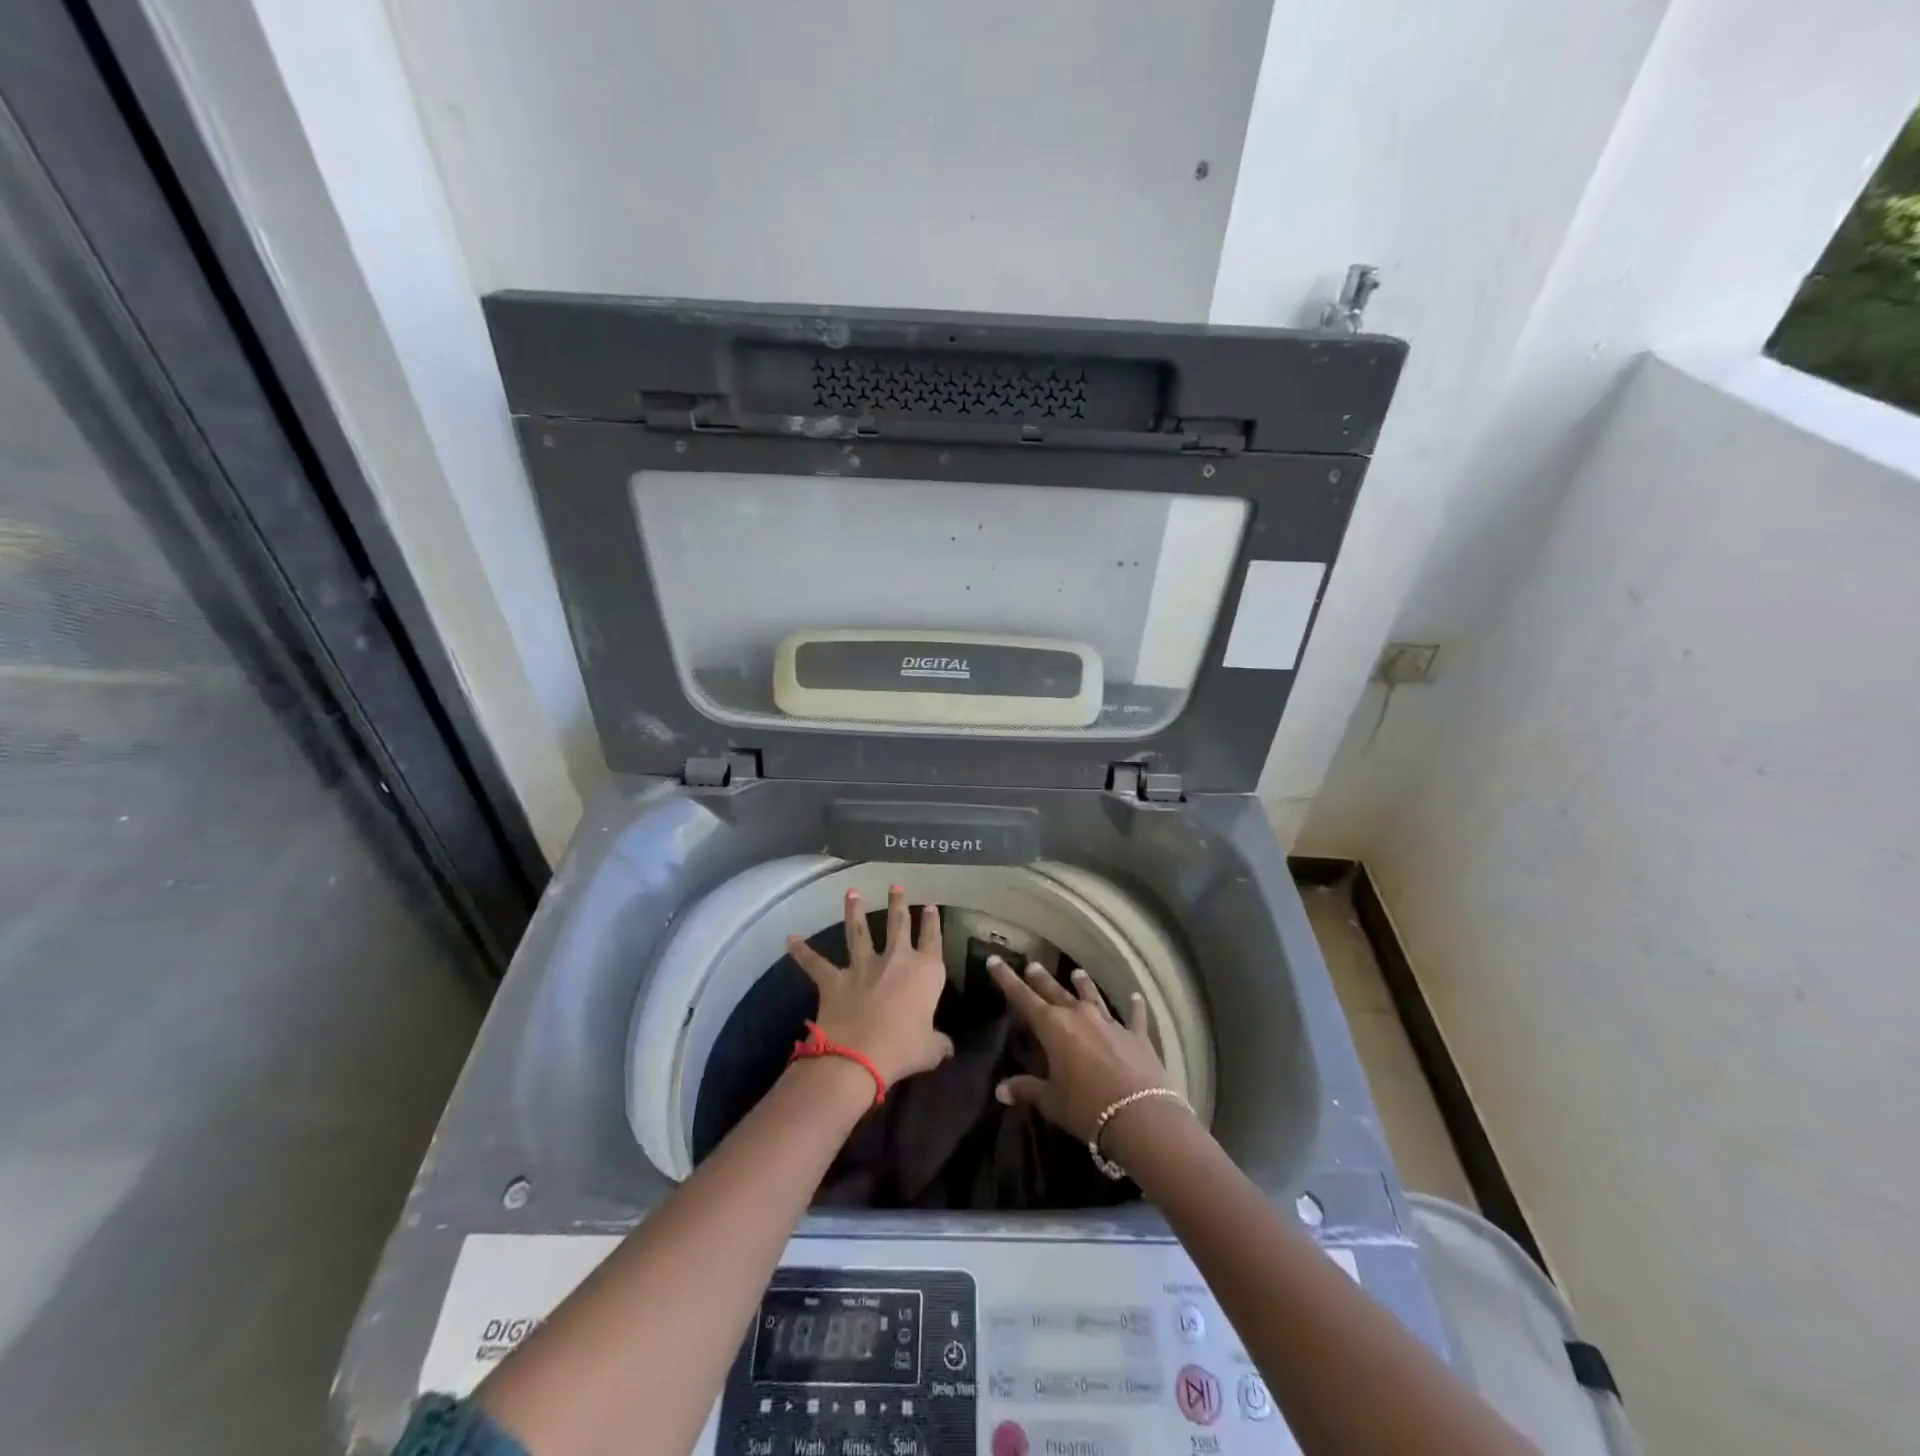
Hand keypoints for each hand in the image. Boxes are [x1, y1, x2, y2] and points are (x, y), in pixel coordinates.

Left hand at [787, 887, 954, 1086]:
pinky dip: (801, 951)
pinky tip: (790, 939)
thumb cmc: (903, 1049)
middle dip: (898, 904)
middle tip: (896, 886)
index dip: (933, 922)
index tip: (931, 906)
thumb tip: (948, 1048)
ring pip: (858, 931)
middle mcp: (895, 960)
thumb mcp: (929, 1049)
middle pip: (898, 925)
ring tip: (852, 892)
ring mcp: (862, 966)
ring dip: (854, 911)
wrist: (859, 1056)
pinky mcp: (835, 979)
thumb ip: (939, 1044)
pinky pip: (815, 963)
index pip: (932, 939)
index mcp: (925, 972)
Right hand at [988, 958, 1175, 1141]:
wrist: (1140, 1115)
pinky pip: (1134, 1016)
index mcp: (1053, 1027)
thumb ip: (1026, 1090)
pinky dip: (1134, 1006)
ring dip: (1083, 984)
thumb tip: (1000, 1090)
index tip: (994, 960)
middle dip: (1041, 978)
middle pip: (1055, 991)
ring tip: (1077, 973)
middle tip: (1032, 965)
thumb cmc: (1086, 1107)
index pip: (1023, 997)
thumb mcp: (1051, 1101)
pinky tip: (1136, 997)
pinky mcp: (1136, 1035)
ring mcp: (1109, 1022)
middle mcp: (1079, 1015)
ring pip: (1092, 996)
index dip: (1007, 978)